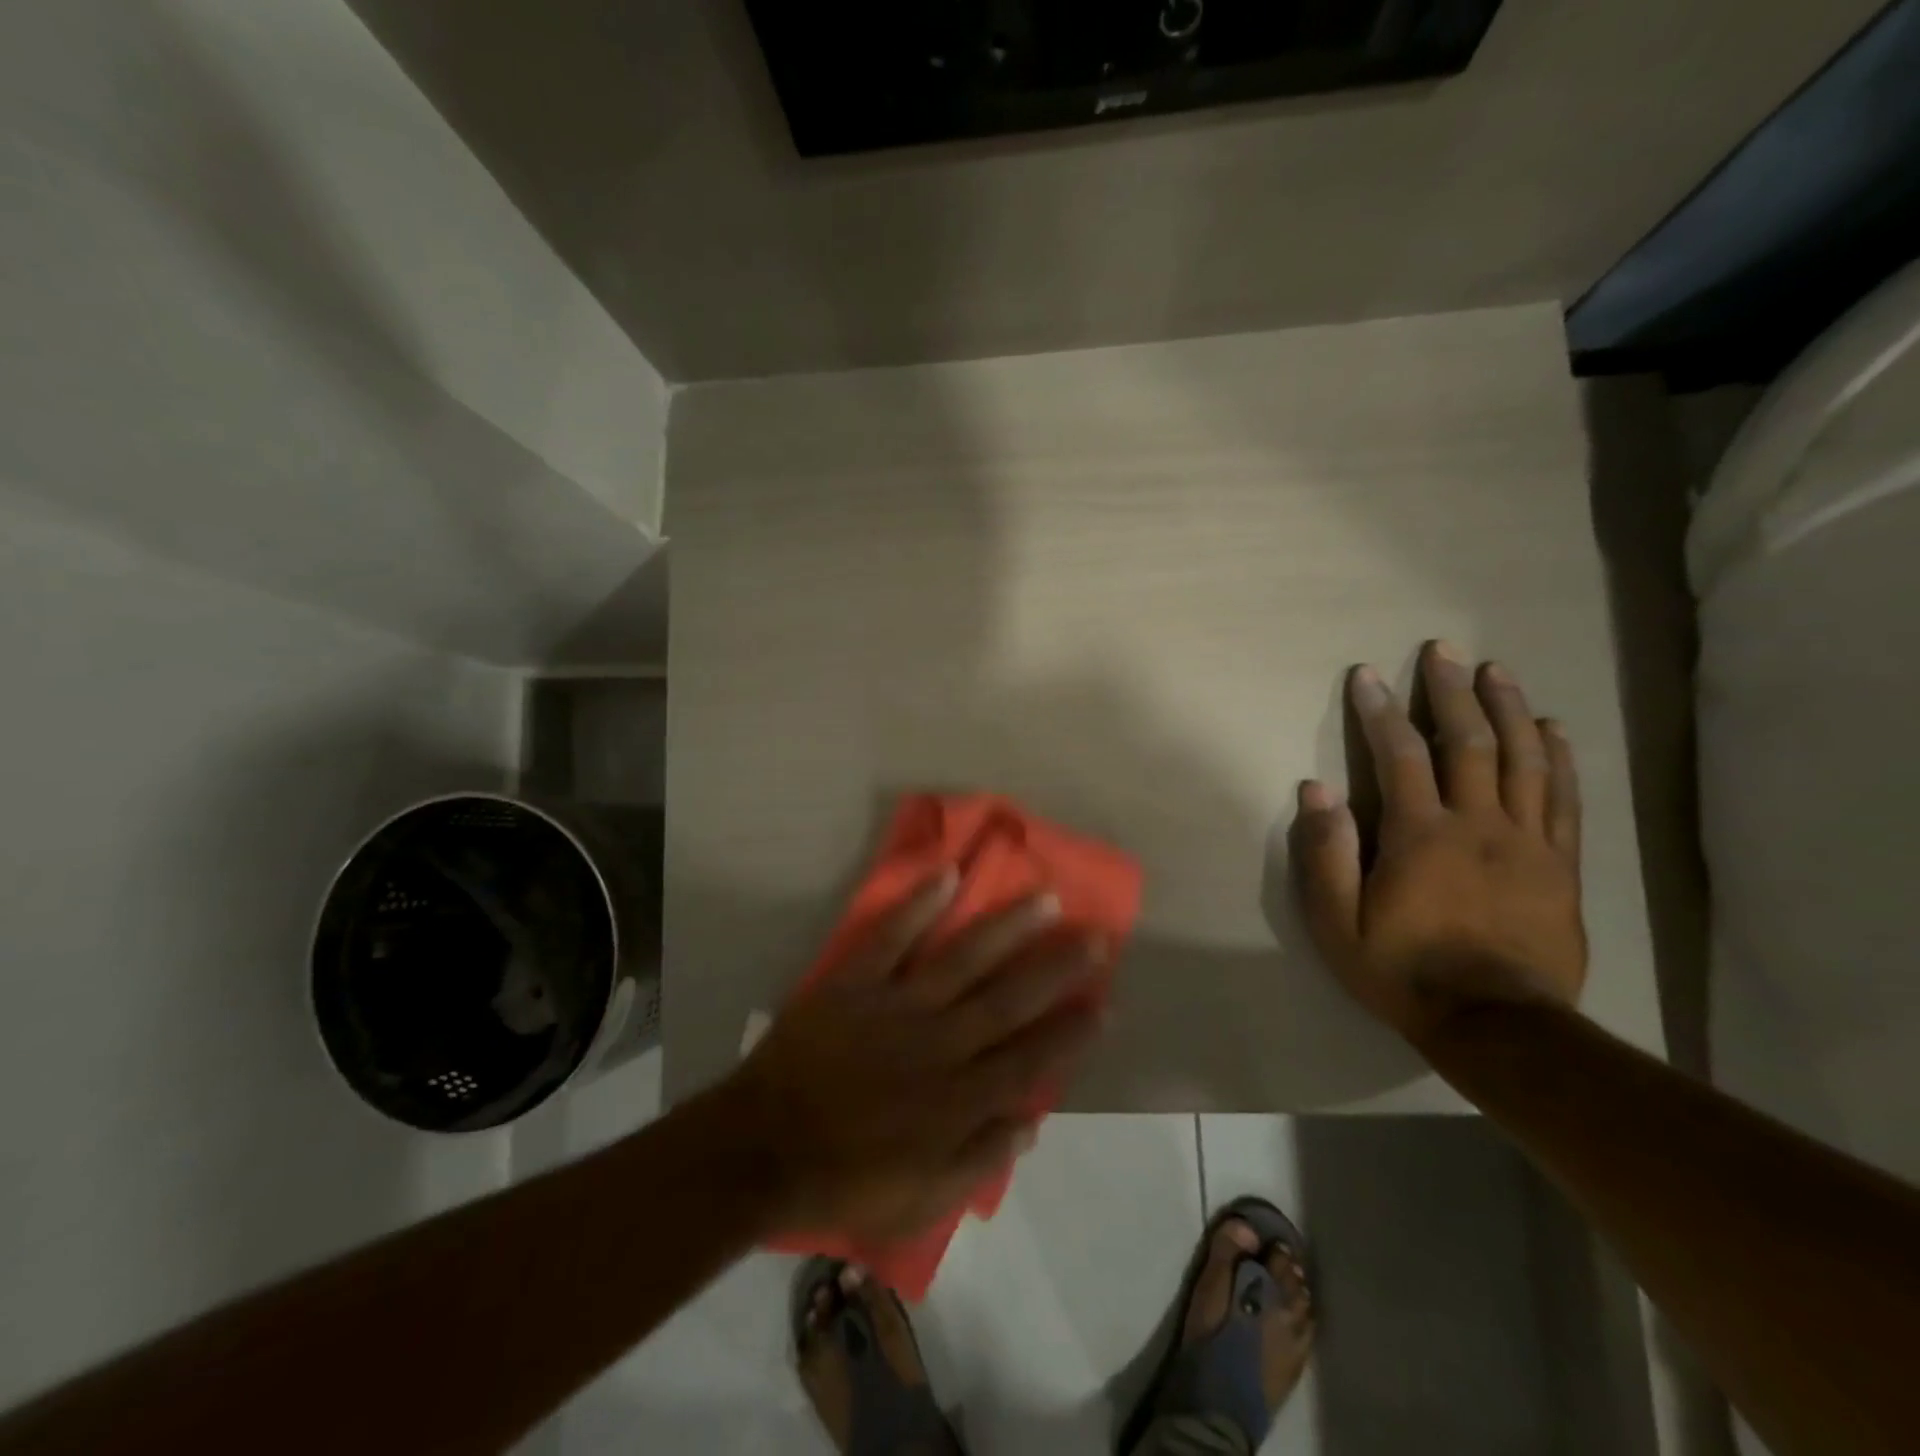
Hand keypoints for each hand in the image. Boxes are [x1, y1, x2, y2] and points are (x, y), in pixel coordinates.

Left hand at [726, 874, 1107, 1243]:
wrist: (760, 1149)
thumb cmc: (844, 1178)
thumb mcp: (920, 1201)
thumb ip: (978, 1161)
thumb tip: (1031, 1121)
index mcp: (956, 1101)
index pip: (1029, 1061)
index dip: (1070, 1034)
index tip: (1105, 1004)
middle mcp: (938, 1045)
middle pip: (1009, 1000)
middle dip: (1057, 968)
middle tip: (1095, 935)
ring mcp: (896, 1007)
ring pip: (963, 960)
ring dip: (1006, 928)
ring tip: (1044, 898)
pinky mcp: (855, 983)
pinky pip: (891, 937)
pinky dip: (918, 905)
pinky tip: (949, 875)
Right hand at [1288, 641, 1585, 1048]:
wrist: (1498, 1026)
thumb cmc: (1402, 971)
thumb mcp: (1338, 923)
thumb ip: (1326, 854)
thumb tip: (1315, 790)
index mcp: (1421, 835)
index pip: (1400, 755)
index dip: (1380, 710)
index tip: (1367, 675)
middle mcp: (1478, 824)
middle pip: (1469, 742)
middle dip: (1451, 691)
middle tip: (1443, 650)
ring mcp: (1528, 842)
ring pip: (1524, 759)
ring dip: (1508, 708)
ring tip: (1496, 671)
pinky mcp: (1561, 865)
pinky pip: (1564, 798)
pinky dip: (1560, 757)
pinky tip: (1553, 728)